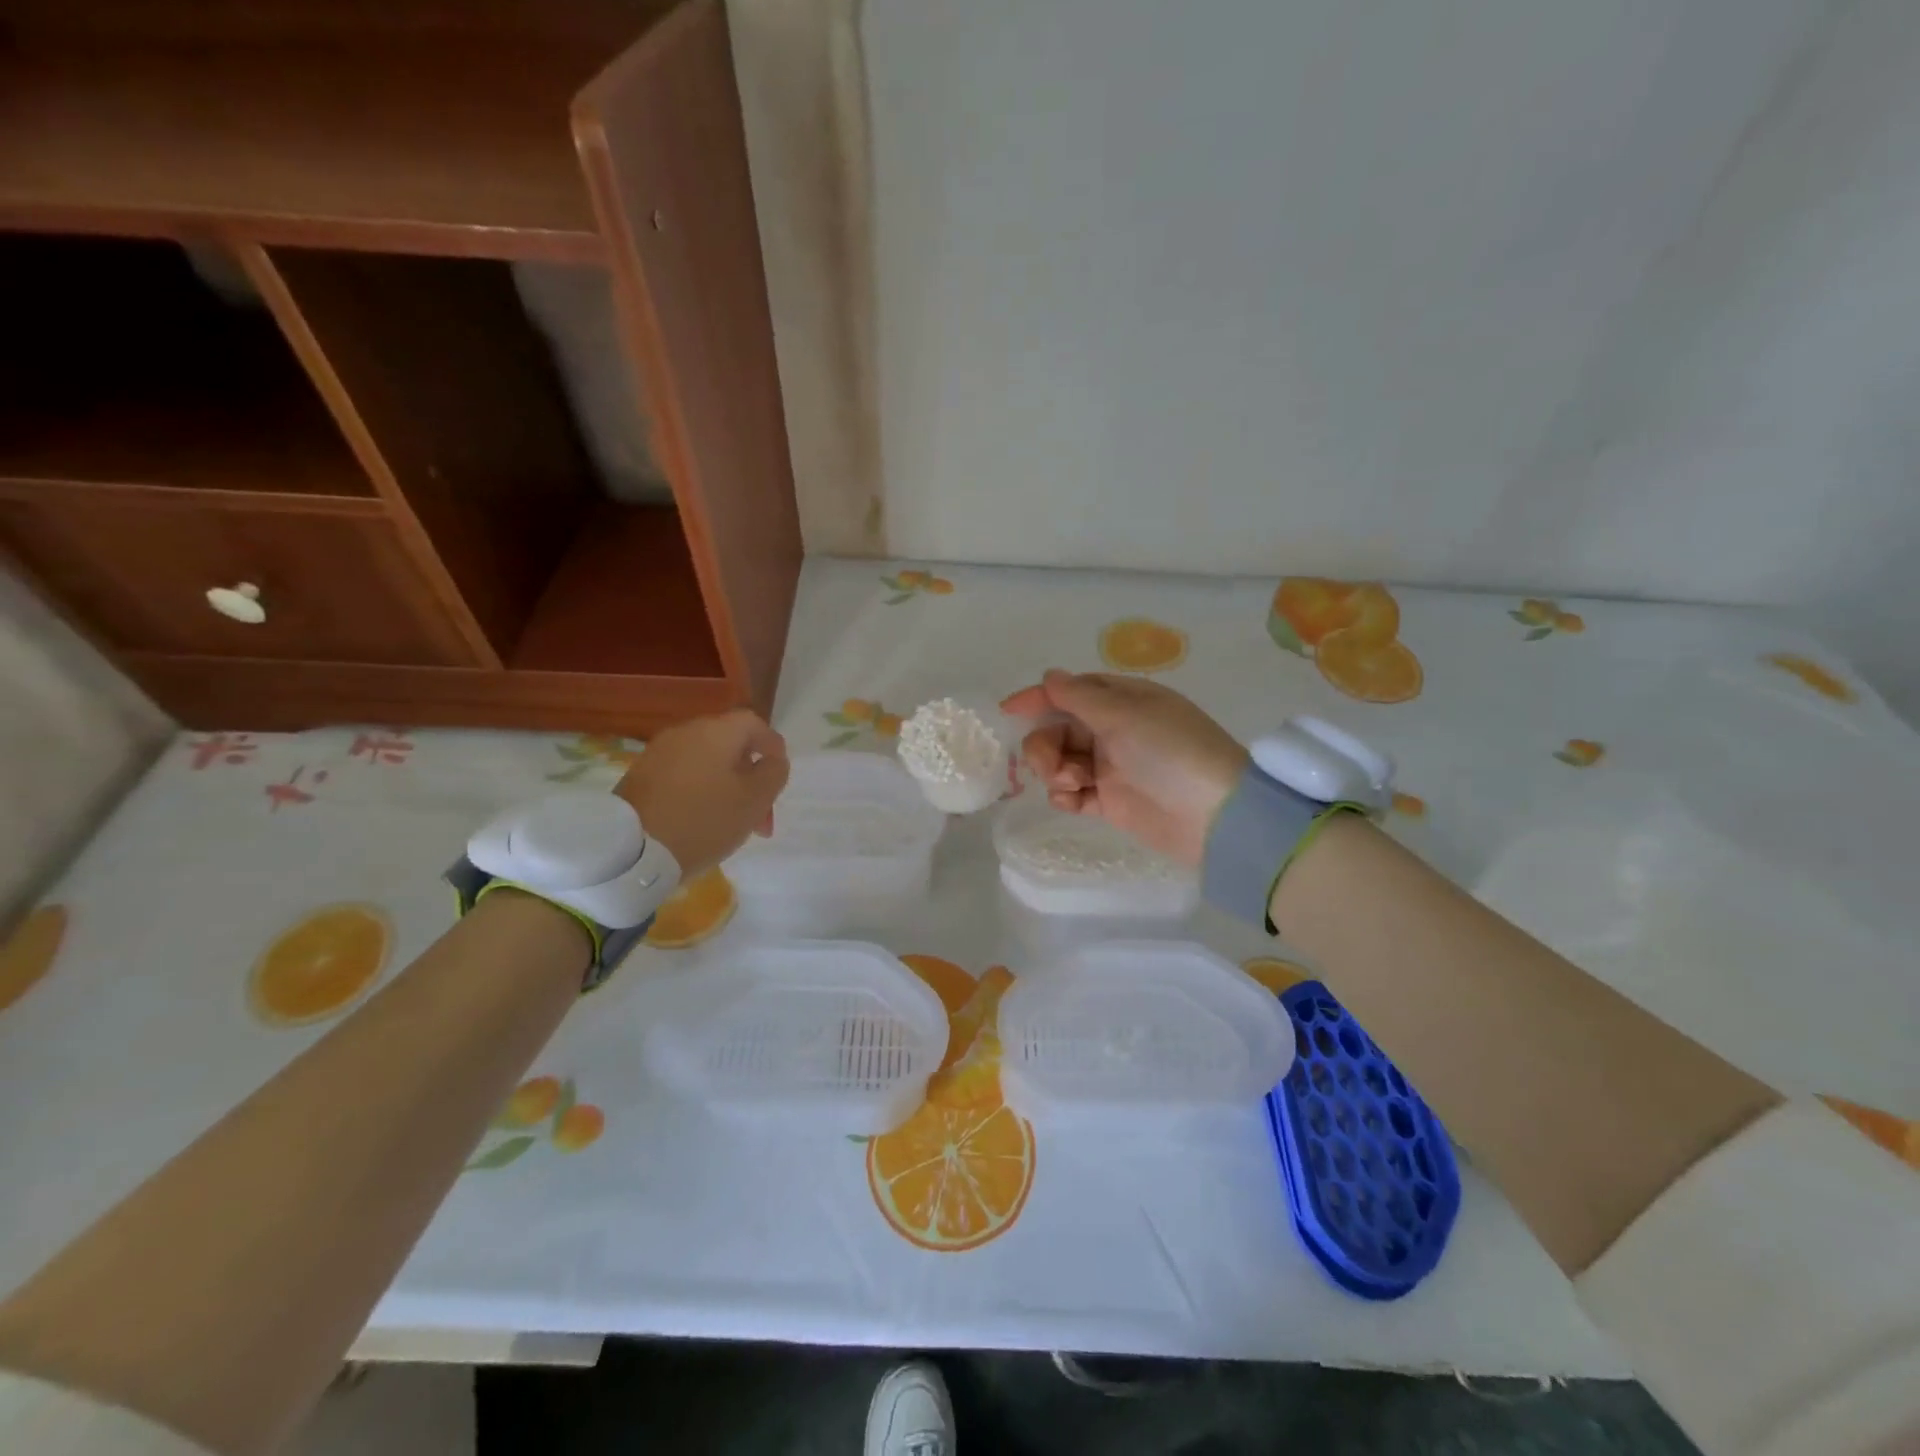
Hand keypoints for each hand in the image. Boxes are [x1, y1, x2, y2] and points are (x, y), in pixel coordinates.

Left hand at [613, 710, 789, 876]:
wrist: (631, 851)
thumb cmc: (704, 820)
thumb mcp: (754, 800)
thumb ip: (773, 773)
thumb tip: (772, 760)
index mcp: (716, 731)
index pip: (754, 724)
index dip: (773, 747)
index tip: (779, 777)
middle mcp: (686, 732)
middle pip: (730, 745)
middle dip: (751, 777)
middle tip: (760, 815)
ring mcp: (658, 753)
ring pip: (707, 763)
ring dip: (726, 787)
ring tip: (733, 824)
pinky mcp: (639, 776)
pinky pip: (683, 776)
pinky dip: (700, 792)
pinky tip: (701, 823)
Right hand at [1000, 670, 1247, 865]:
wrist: (1215, 816)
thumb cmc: (1171, 752)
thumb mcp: (1125, 715)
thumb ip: (1080, 696)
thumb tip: (1050, 675)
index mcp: (1123, 701)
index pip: (1072, 691)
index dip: (1040, 698)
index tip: (1008, 711)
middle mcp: (1115, 731)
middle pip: (1059, 729)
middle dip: (1046, 745)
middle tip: (1052, 766)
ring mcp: (1112, 768)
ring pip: (1061, 762)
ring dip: (1055, 771)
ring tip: (1073, 786)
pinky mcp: (1110, 802)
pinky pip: (1073, 793)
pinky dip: (1065, 796)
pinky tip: (1073, 802)